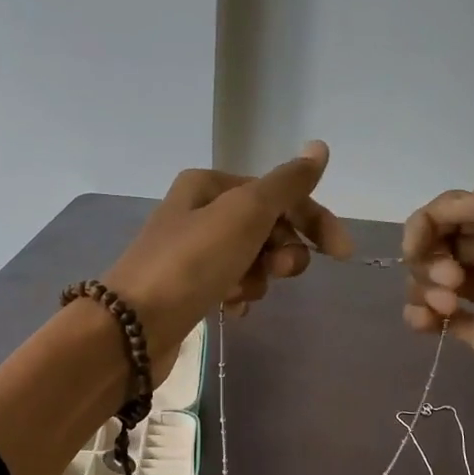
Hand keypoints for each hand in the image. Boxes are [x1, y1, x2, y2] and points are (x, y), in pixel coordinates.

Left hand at [104, 141, 352, 380]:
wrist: (132, 326)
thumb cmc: (191, 262)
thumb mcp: (245, 213)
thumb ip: (287, 183)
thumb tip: (319, 148)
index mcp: (209, 184)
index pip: (278, 194)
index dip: (313, 219)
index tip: (341, 253)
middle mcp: (198, 211)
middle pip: (266, 226)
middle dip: (280, 251)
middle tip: (277, 271)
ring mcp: (192, 251)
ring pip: (251, 259)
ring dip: (258, 277)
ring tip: (240, 293)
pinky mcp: (188, 288)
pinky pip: (232, 284)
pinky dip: (239, 295)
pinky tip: (232, 310)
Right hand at [402, 165, 473, 450]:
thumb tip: (457, 202)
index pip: (458, 203)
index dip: (432, 218)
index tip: (423, 246)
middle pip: (441, 236)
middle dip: (428, 254)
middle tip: (451, 283)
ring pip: (433, 273)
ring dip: (423, 285)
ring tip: (446, 309)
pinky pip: (436, 312)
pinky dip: (420, 314)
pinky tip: (427, 326)